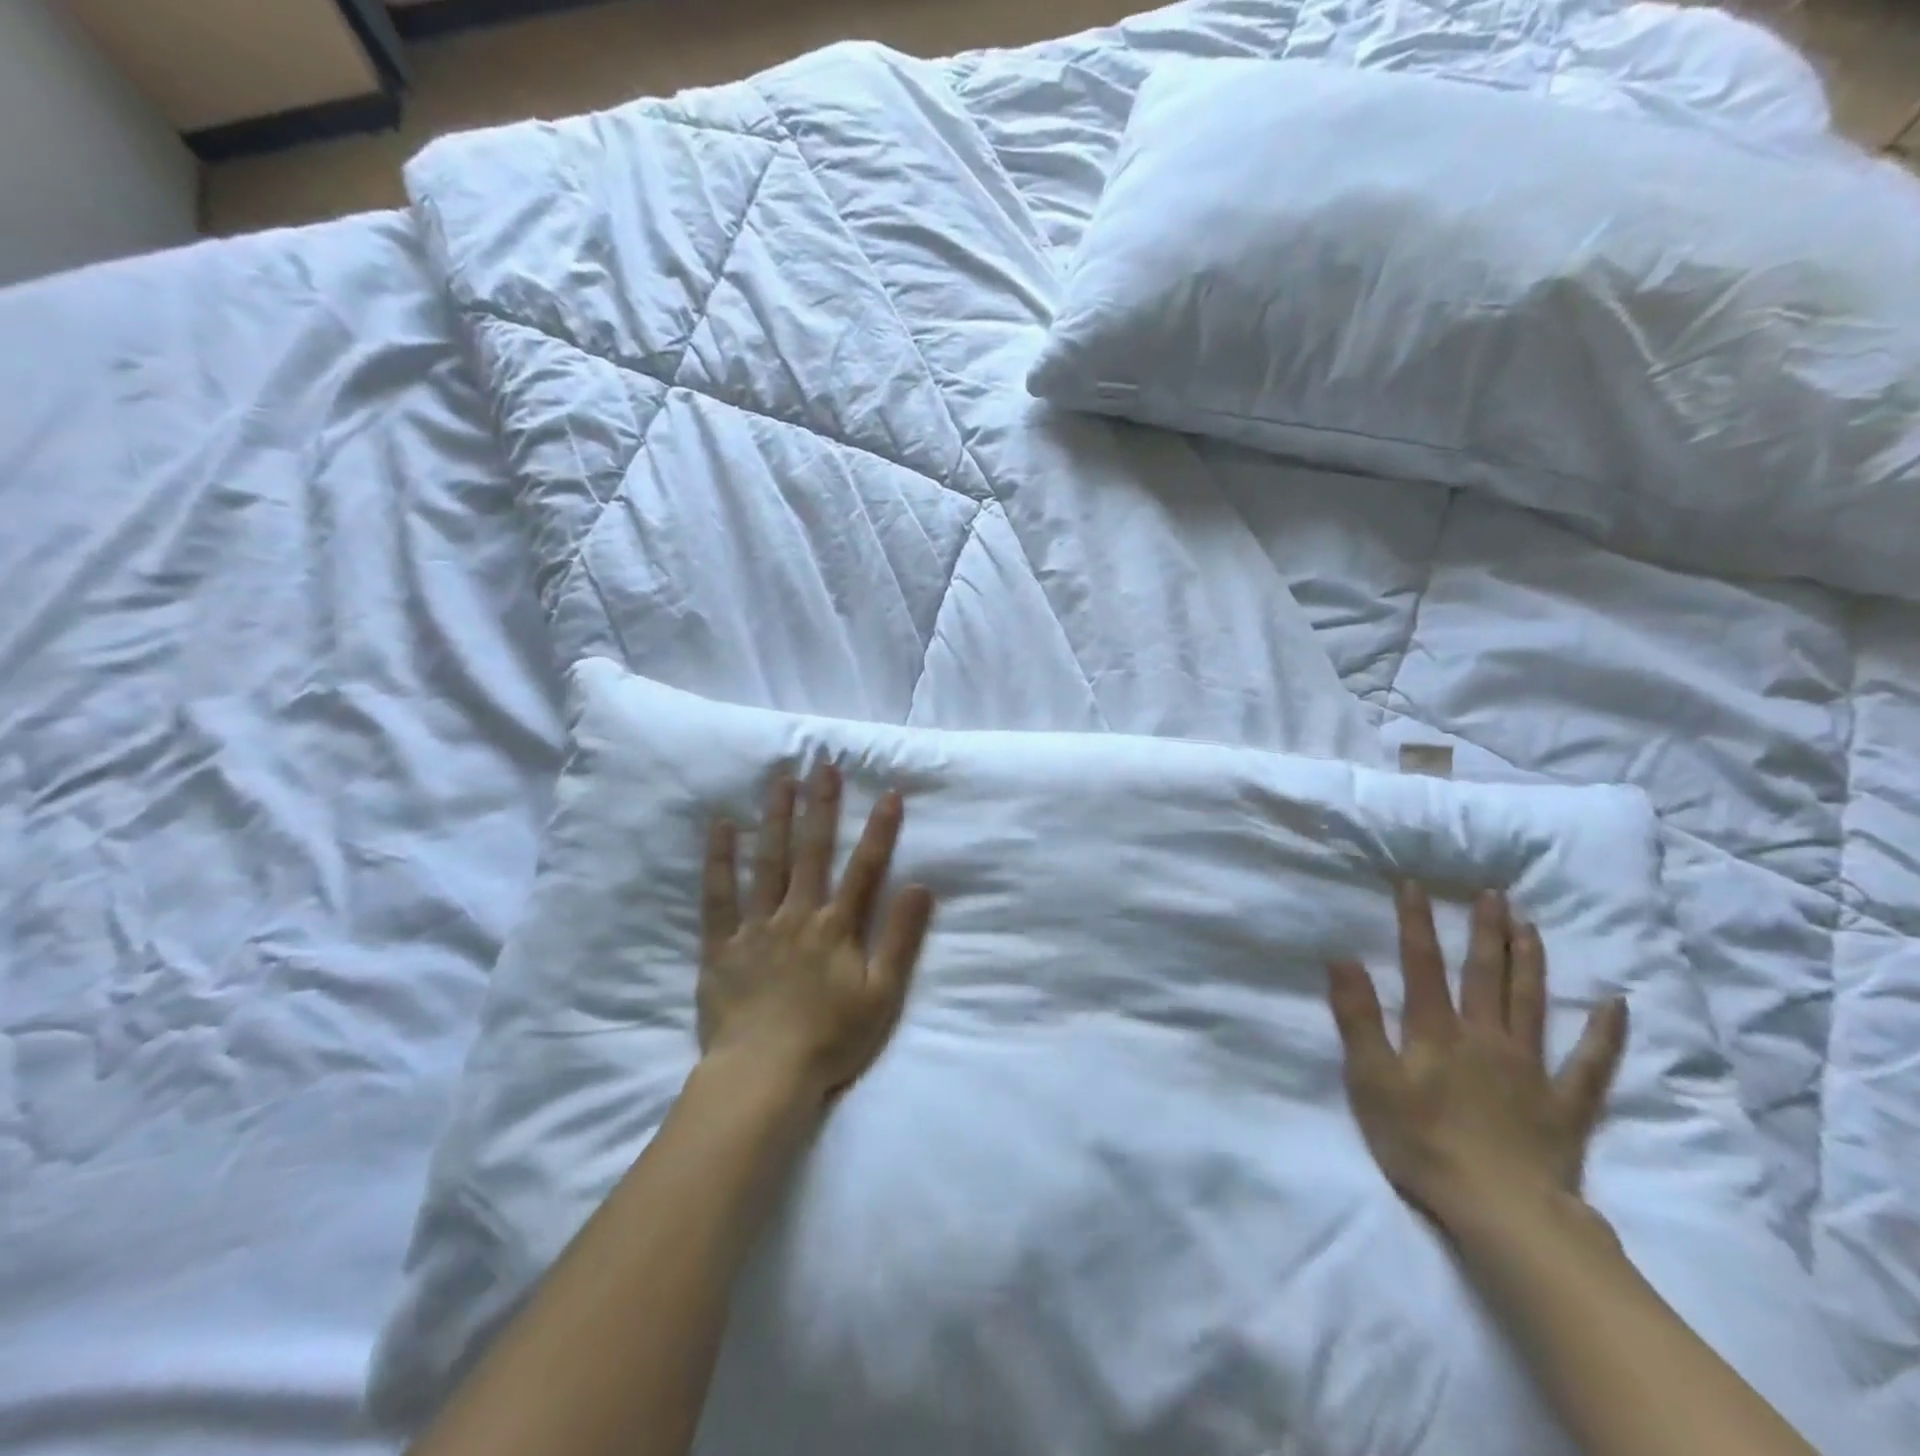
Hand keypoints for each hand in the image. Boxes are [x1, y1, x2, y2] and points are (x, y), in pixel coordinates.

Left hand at [700, 764, 933, 1105]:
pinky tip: (722, 827)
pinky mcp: (722, 945)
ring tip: (780, 779)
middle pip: (812, 852)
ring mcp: (757, 927)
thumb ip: (901, 939)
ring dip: (776, 818)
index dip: (879, 830)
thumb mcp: (882, 995)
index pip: (865, 869)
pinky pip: (718, 896)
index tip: (888, 792)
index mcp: (837, 928)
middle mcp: (798, 915)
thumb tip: (921, 886)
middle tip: (823, 764)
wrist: (764, 1076)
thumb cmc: (830, 1039)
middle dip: (821, 806)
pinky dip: (719, 860)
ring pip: (767, 862)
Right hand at [1327, 883, 1628, 1235]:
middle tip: (1493, 894)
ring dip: (1530, 962)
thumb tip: (1343, 959)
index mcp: (1436, 1032)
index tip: (1415, 885)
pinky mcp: (1564, 1104)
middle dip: (1485, 931)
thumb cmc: (1421, 1143)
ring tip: (1530, 925)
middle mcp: (1484, 1037)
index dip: (1417, 923)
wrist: (1500, 1211)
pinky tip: (1615, 1004)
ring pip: (1531, 1003)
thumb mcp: (1370, 1080)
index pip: (1422, 965)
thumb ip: (1357, 1018)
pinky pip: (1591, 1064)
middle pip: (1485, 974)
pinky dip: (1605, 1034)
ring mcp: (1530, 1069)